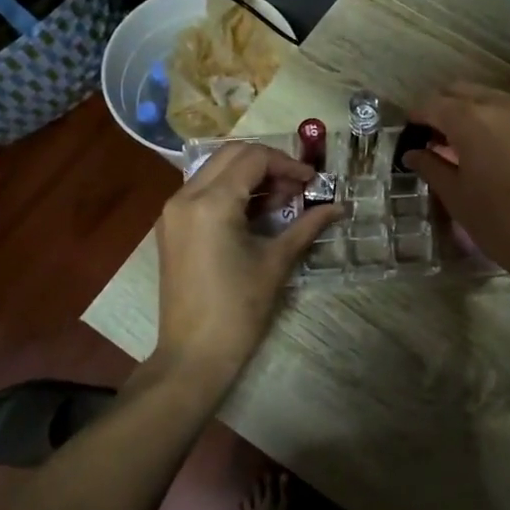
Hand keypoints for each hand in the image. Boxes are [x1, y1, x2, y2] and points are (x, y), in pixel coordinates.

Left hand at [152, 142, 338, 395]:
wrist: (194, 354)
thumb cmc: (239, 309)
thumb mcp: (277, 262)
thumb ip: (307, 226)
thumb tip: (339, 207)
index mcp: (211, 202)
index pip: (253, 159)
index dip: (288, 164)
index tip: (312, 182)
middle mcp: (185, 196)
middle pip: (231, 155)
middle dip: (268, 164)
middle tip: (297, 188)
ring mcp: (173, 211)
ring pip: (215, 169)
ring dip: (249, 175)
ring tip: (280, 200)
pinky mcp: (171, 226)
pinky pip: (202, 190)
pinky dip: (230, 190)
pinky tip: (254, 212)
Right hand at [403, 84, 509, 290]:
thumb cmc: (499, 224)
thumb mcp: (456, 197)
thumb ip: (430, 166)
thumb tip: (413, 153)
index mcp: (472, 120)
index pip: (433, 104)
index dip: (416, 117)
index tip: (410, 134)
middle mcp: (503, 106)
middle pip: (463, 91)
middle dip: (444, 108)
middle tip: (435, 136)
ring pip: (493, 98)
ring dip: (473, 112)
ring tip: (467, 143)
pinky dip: (501, 122)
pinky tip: (499, 151)